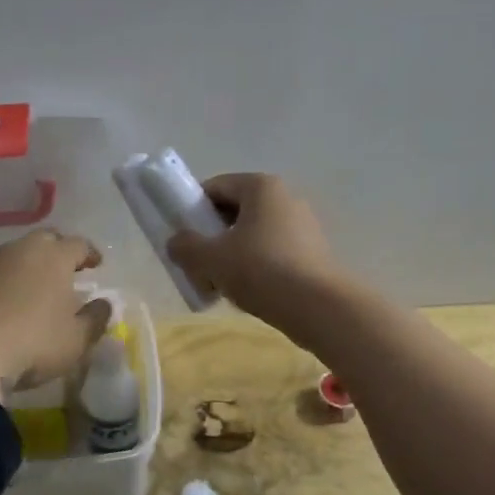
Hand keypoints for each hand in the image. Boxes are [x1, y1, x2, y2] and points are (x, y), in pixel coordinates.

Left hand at [0, 230, 111, 398]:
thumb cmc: (31, 344)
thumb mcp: (76, 340)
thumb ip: (95, 319)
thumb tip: (103, 304)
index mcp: (53, 258)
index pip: (78, 244)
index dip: (89, 253)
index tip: (95, 264)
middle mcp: (19, 251)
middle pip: (44, 241)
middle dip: (56, 252)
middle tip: (63, 272)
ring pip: (12, 256)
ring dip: (24, 268)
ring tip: (29, 291)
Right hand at [166, 173, 344, 330]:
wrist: (319, 307)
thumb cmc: (261, 270)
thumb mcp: (211, 259)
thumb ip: (186, 247)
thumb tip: (176, 242)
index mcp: (260, 187)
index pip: (215, 187)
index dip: (192, 209)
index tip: (181, 236)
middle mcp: (285, 198)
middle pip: (235, 211)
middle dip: (212, 237)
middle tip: (197, 263)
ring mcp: (303, 225)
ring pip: (253, 234)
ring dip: (232, 255)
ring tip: (220, 284)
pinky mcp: (313, 252)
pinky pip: (273, 252)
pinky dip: (255, 267)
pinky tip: (247, 293)